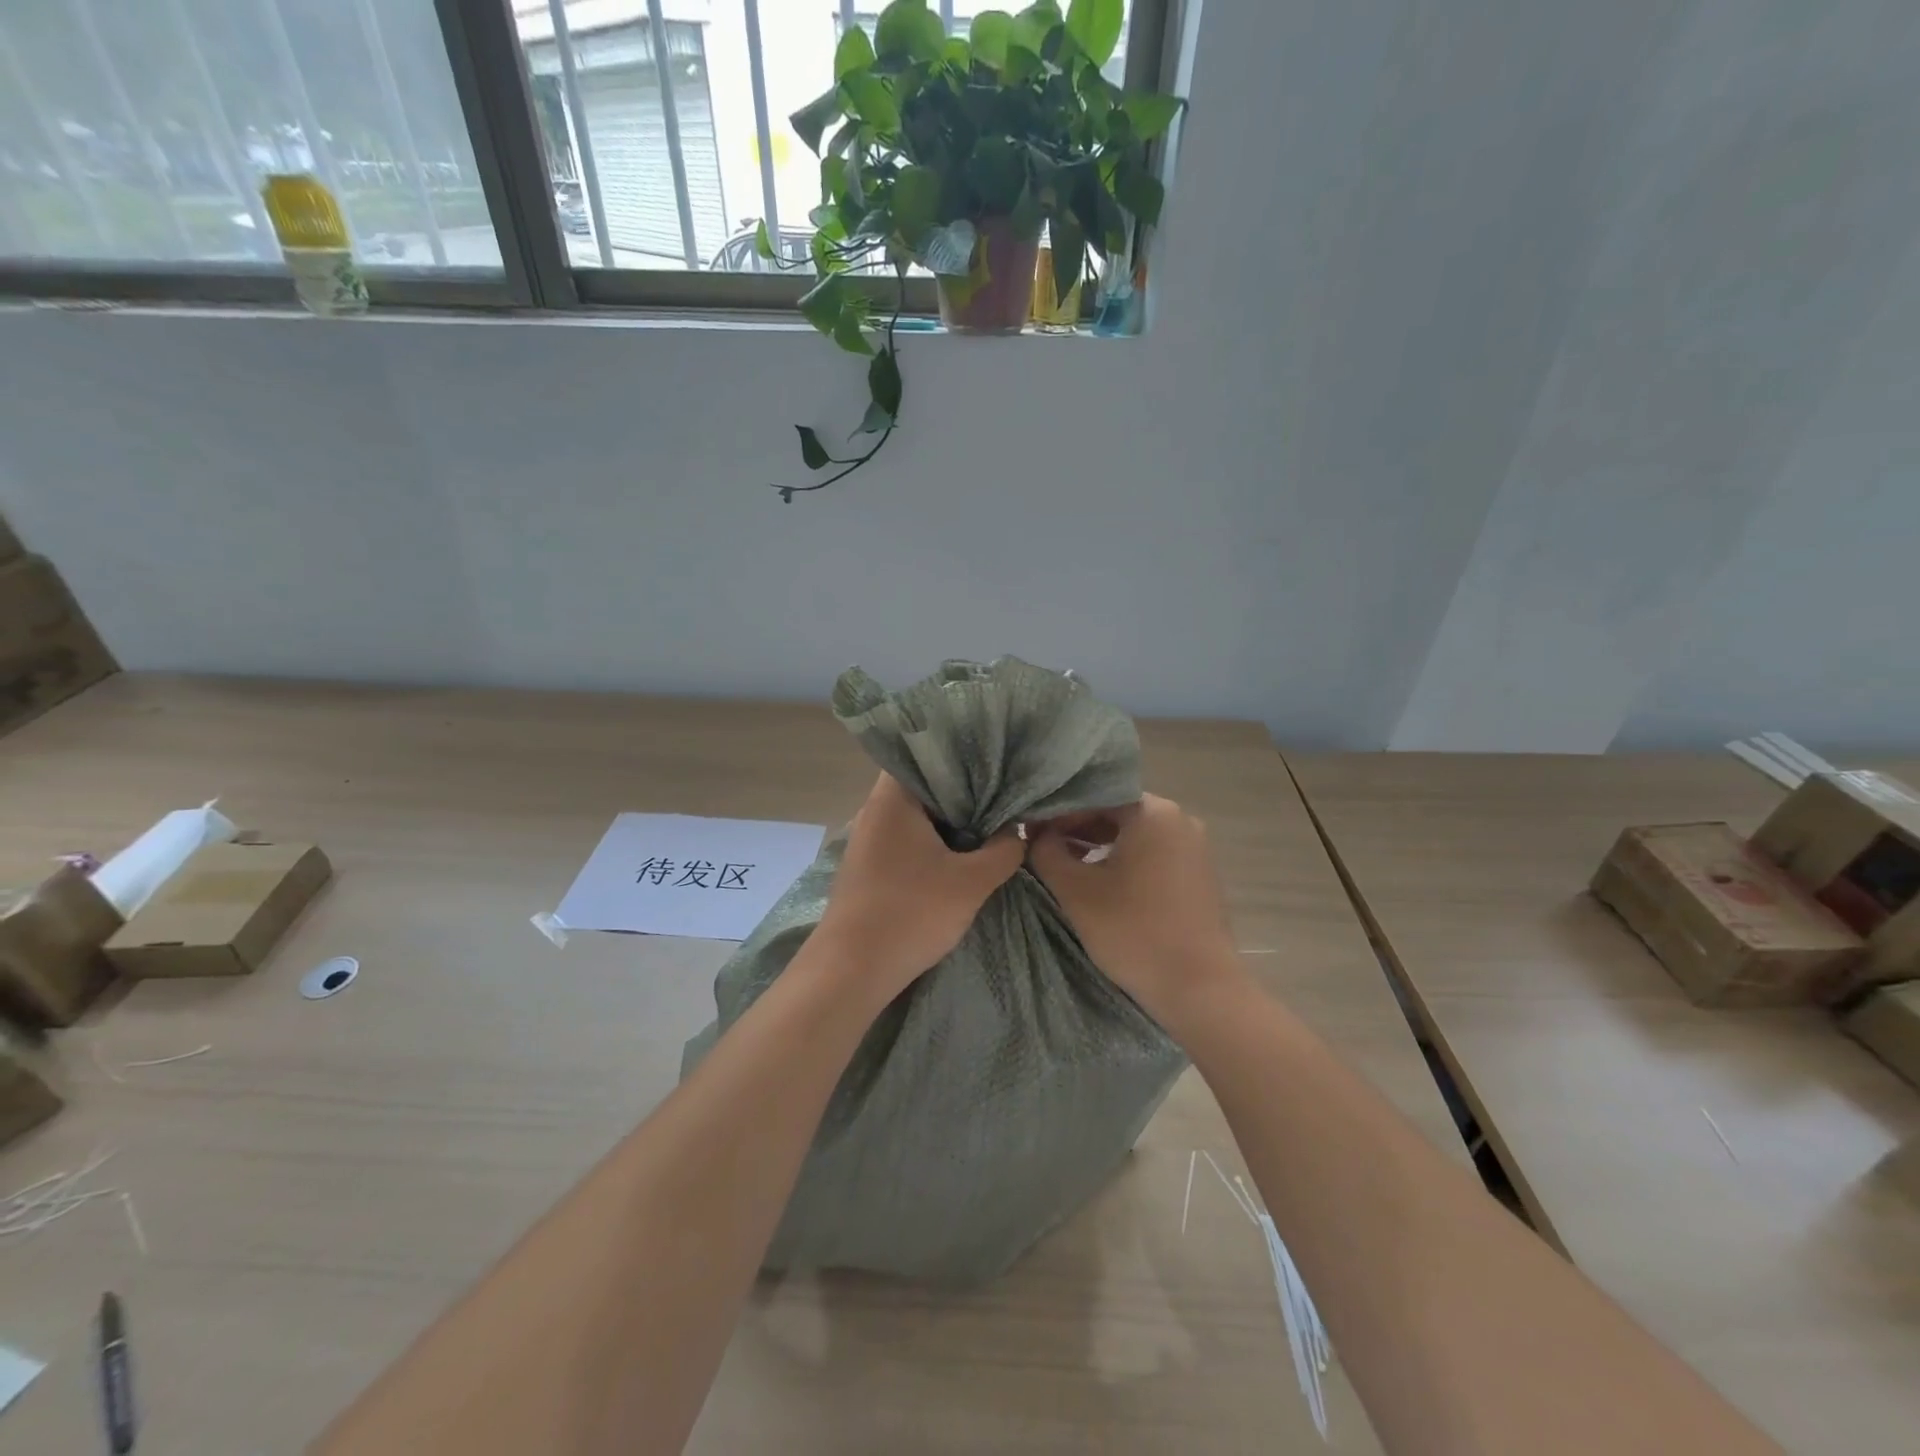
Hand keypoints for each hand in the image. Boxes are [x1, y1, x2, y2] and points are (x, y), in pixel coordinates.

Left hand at [816, 773, 1024, 998]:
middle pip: (924, 786)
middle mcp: (875, 809)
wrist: (852, 970)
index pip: (927, 754)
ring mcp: (868, 839)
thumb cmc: (911, 913)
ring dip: (948, 822)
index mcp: (893, 798)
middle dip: (963, 793)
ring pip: (916, 816)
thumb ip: (1003, 850)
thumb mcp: (971, 882)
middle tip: (1002, 796)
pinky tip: (958, 856)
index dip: (964, 756)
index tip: (997, 764)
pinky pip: (906, 839)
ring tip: (989, 824)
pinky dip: (932, 842)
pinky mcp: (868, 866)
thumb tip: (1017, 831)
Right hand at [1027, 794, 1246, 1029]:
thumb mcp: (1075, 890)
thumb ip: (1047, 852)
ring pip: (1135, 834)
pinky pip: (1154, 854)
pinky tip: (1103, 882)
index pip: (1093, 797)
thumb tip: (1037, 835)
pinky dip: (1126, 860)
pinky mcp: (1200, 874)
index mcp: (1152, 812)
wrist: (1199, 987)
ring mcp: (1195, 847)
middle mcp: (1179, 819)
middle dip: (1078, 828)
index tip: (1032, 833)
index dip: (1057, 813)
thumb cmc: (1133, 931)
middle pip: (1116, 812)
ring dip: (1100, 845)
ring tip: (1068, 866)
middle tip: (1045, 849)